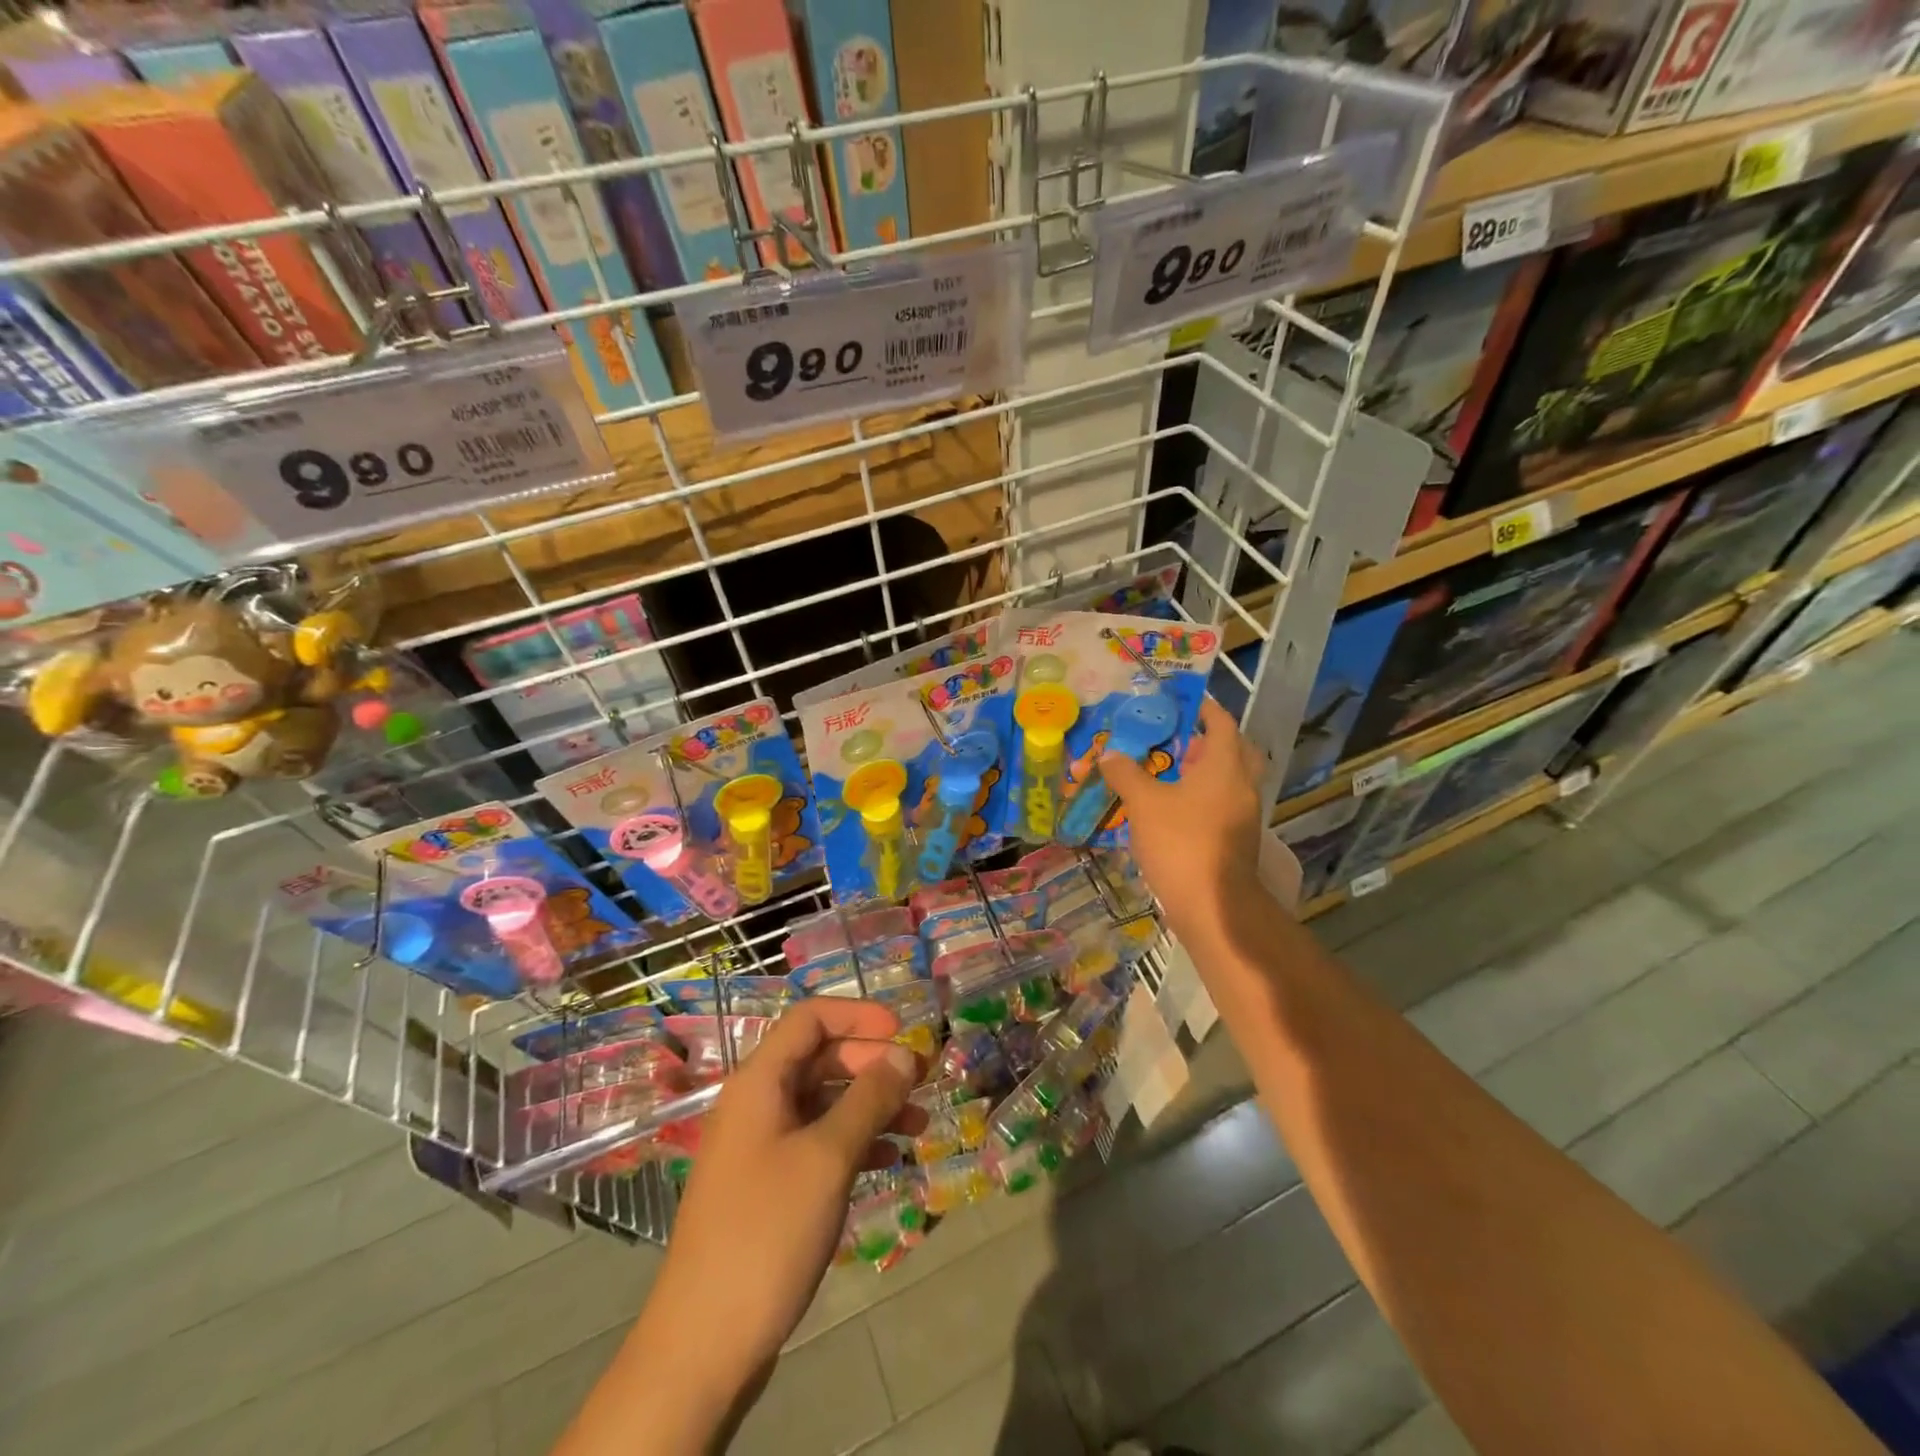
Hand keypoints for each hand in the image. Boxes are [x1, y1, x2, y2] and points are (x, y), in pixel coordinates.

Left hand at [643, 1000, 922, 1378]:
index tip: (903, 1031)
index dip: (858, 1016)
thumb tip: (903, 1054)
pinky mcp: (767, 1187)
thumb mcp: (827, 1157)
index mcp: (759, 1082)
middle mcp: (756, 1104)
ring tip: (919, 1124)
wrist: (703, 1345)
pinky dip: (854, 1141)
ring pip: (823, 1103)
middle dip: (872, 1063)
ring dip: (871, 1105)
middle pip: (819, 1058)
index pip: (810, 1019)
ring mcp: (759, 1147)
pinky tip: (889, 1158)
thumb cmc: (767, 1232)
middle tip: (922, 1080)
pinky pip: (817, 1142)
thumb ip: (868, 1098)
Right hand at [1100, 696, 1265, 944]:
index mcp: (1225, 767)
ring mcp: (1244, 816)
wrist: (1212, 906)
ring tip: (1169, 771)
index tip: (1183, 701)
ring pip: (1230, 780)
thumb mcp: (1144, 803)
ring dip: (1206, 770)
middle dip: (1210, 740)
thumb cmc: (1180, 843)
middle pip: (1235, 750)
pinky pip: (1223, 805)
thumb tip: (1109, 754)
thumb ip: (1126, 773)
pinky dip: (1204, 797)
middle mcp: (1242, 786)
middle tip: (1180, 738)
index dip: (1204, 708)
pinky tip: (1174, 807)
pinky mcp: (1237, 840)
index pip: (1221, 723)